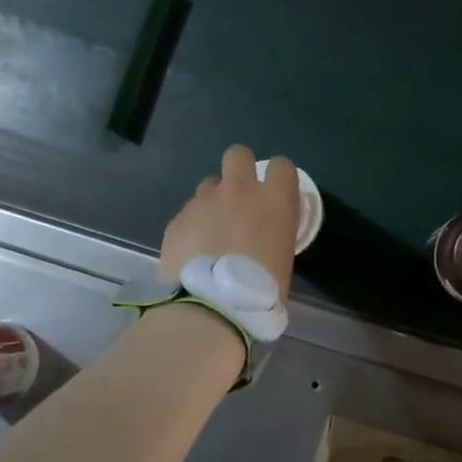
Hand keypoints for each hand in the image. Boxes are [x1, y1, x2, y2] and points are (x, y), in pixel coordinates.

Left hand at [159, 145, 300, 300]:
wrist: (211, 307)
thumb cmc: (261, 291)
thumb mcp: (284, 260)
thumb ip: (275, 236)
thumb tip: (267, 238)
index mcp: (275, 200)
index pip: (282, 166)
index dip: (278, 179)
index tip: (275, 196)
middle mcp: (240, 190)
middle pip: (238, 155)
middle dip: (239, 170)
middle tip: (239, 198)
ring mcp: (204, 201)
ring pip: (209, 185)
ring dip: (213, 201)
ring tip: (212, 231)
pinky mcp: (178, 219)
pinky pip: (188, 214)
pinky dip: (192, 227)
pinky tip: (192, 252)